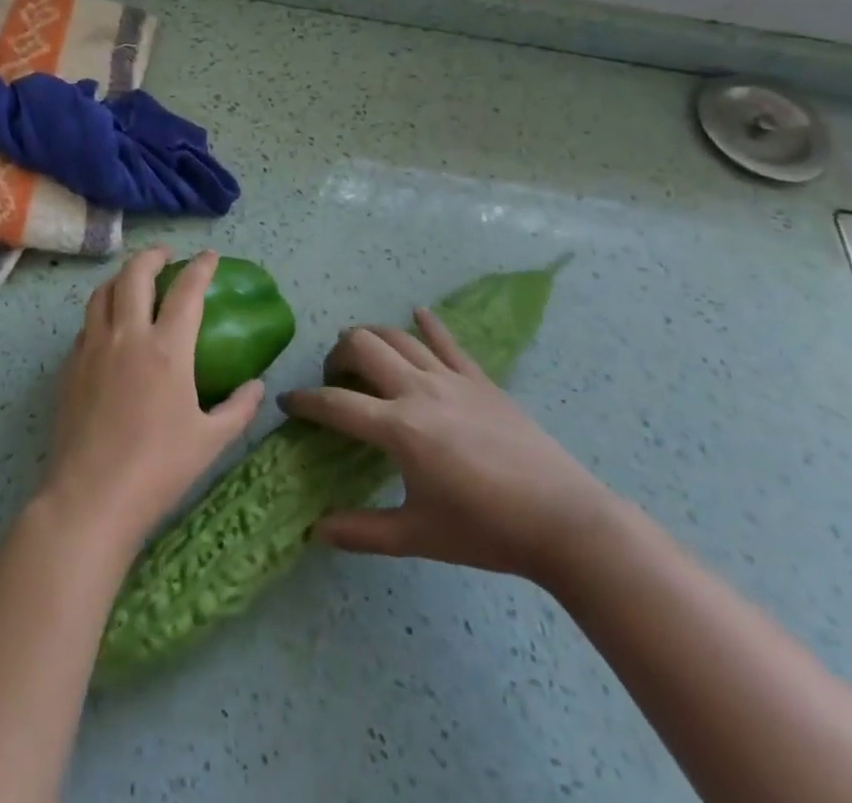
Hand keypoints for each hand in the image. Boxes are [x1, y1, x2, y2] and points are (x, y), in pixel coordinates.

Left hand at [38, 248, 264, 553]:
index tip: (209, 256)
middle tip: (166, 257)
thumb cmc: (157, 469)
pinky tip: (109, 328)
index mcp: (167, 349)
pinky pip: (86, 324)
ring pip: (103, 292)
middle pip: (135, 274)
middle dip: (152, 256)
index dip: (201, 267)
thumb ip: (238, 408)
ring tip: (134, 282)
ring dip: (122, 278)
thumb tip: (257, 385)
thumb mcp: (210, 441)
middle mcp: (127, 336)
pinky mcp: (70, 365)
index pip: (186, 291)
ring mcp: (93, 347)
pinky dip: (102, 312)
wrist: (90, 497)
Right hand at [280, 309, 612, 585]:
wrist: (564, 520)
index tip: (287, 402)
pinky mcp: (480, 379)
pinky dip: (427, 324)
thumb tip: (315, 530)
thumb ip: (363, 532)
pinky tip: (417, 315)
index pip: (335, 404)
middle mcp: (418, 390)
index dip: (304, 401)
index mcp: (398, 428)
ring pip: (397, 336)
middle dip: (336, 356)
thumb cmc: (486, 531)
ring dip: (370, 338)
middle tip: (334, 380)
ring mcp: (451, 379)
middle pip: (361, 346)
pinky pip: (447, 341)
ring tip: (363, 356)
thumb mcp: (419, 536)